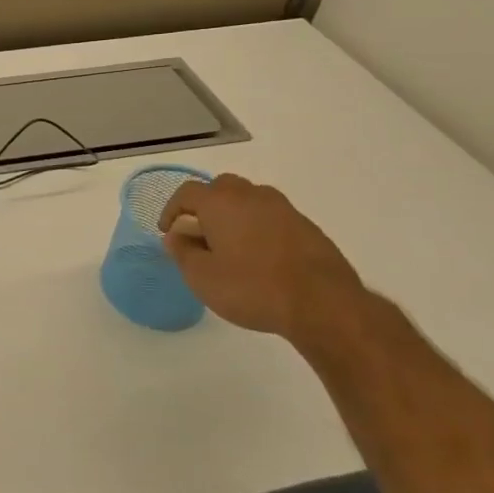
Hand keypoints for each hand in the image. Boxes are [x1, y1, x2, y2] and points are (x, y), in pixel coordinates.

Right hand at [157, 173, 366, 343]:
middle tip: (202, 234)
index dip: (172, 210)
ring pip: (250, 200)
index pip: (187, 193)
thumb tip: (176, 236)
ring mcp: (284, 209)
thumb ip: (182, 252)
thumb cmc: (252, 288)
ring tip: (233, 245)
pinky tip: (262, 257)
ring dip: (236, 215)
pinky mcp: (307, 227)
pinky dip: (260, 228)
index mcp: (220, 203)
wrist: (324, 305)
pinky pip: (273, 217)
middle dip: (206, 206)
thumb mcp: (202, 277)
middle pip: (221, 188)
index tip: (169, 232)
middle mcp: (251, 195)